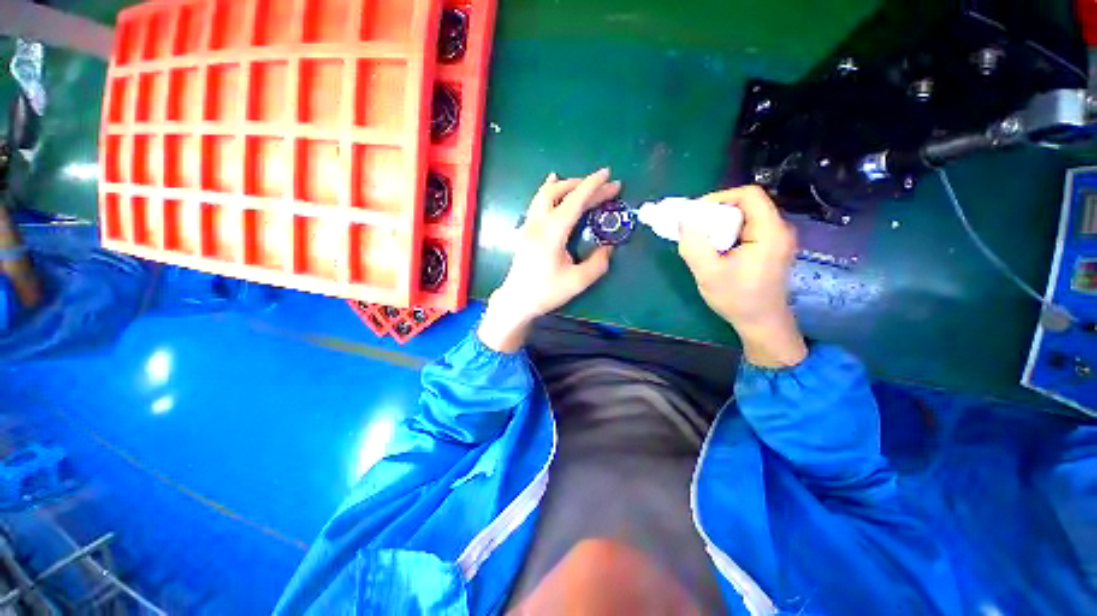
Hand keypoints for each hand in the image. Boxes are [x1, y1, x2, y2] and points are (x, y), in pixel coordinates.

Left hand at [478, 169, 620, 352]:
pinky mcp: (525, 230)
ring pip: (545, 193)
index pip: (574, 202)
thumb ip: (597, 263)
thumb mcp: (577, 282)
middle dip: (584, 185)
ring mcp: (529, 225)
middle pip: (559, 192)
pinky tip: (552, 182)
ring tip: (583, 183)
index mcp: (552, 233)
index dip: (592, 186)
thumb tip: (608, 248)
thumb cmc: (546, 292)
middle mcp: (538, 223)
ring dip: (566, 185)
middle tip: (606, 186)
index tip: (608, 174)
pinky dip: (549, 190)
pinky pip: (537, 202)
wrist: (517, 300)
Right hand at [678, 186, 806, 367]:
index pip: (749, 195)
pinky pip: (748, 230)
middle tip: (695, 228)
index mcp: (770, 232)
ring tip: (702, 239)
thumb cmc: (737, 299)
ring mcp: (777, 240)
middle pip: (747, 205)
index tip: (697, 213)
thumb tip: (684, 220)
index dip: (720, 197)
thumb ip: (694, 245)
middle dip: (717, 212)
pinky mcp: (771, 249)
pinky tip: (716, 249)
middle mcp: (779, 230)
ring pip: (746, 217)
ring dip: (721, 224)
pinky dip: (728, 233)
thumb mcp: (708, 273)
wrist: (761, 324)